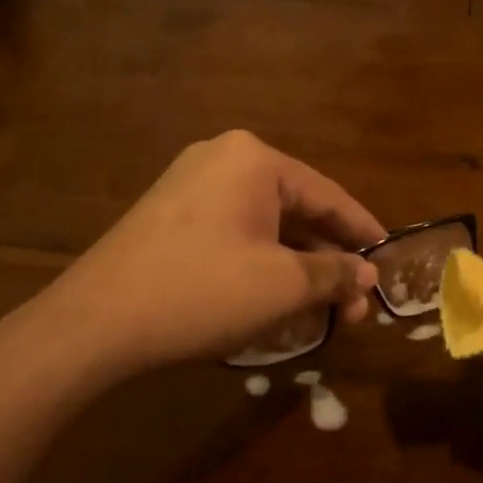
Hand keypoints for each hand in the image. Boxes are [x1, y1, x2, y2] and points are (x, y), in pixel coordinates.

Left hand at [40, 131, 384, 380]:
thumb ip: (334, 273)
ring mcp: (189, 185)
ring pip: (265, 224)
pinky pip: (233, 232)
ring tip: (323, 307)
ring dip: (297, 265)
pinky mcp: (169, 216)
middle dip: (329, 259)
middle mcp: (222, 159)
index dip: (364, 233)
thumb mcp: (282, 285)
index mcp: (254, 159)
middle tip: (355, 303)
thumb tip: (367, 274)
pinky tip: (276, 295)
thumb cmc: (203, 292)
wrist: (94, 323)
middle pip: (296, 209)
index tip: (388, 262)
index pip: (329, 195)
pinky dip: (262, 262)